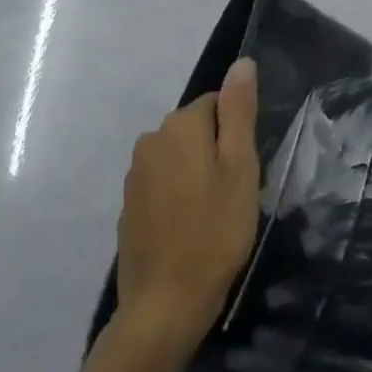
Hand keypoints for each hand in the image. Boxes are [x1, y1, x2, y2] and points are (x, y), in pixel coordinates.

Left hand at [115, 57, 260, 356]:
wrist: (163, 308)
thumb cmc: (213, 233)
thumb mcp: (240, 168)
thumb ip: (239, 111)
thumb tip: (242, 62)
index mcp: (180, 125)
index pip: (217, 104)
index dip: (236, 135)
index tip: (244, 171)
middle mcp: (151, 139)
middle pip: (195, 129)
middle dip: (216, 153)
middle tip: (233, 195)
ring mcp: (135, 174)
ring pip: (178, 157)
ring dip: (196, 175)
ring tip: (213, 216)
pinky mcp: (128, 206)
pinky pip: (162, 185)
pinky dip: (177, 198)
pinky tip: (189, 230)